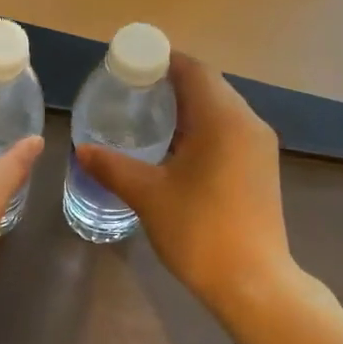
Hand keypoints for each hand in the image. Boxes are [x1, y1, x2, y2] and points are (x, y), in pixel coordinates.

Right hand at [76, 53, 295, 314]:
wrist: (253, 283)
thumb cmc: (200, 231)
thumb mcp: (148, 196)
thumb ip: (112, 167)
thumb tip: (82, 150)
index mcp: (223, 118)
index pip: (193, 69)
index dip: (161, 61)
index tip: (128, 67)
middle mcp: (248, 123)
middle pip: (208, 86)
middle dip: (170, 84)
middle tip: (130, 93)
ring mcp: (259, 147)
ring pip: (220, 110)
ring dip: (187, 109)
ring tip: (147, 119)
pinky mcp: (260, 168)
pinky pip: (228, 132)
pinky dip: (201, 130)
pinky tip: (175, 151)